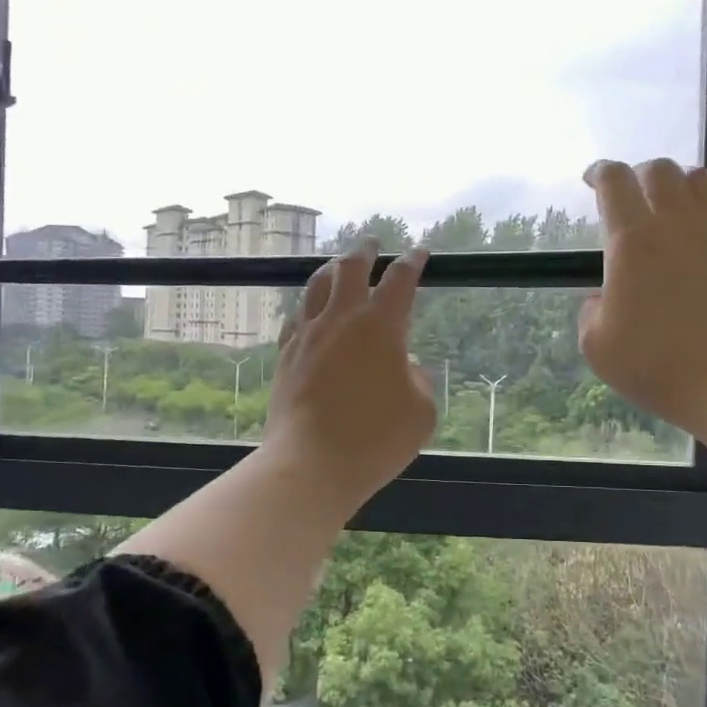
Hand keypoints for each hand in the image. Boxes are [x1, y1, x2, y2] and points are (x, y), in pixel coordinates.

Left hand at [261, 240, 436, 508]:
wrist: (311, 463)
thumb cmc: (375, 439)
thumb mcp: (421, 413)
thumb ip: (418, 381)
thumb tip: (405, 367)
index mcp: (381, 326)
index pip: (399, 280)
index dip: (412, 262)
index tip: (420, 253)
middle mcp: (341, 319)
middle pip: (350, 268)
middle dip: (365, 250)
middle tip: (373, 243)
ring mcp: (308, 335)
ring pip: (317, 285)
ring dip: (332, 269)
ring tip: (339, 265)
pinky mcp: (285, 355)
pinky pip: (296, 316)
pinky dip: (309, 305)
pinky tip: (310, 311)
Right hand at [576, 158, 706, 438]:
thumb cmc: (659, 367)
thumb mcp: (597, 347)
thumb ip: (592, 309)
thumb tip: (607, 294)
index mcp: (632, 241)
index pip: (613, 182)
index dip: (599, 173)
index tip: (592, 180)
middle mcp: (677, 221)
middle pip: (659, 169)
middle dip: (640, 177)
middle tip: (634, 199)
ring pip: (699, 178)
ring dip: (679, 185)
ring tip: (675, 207)